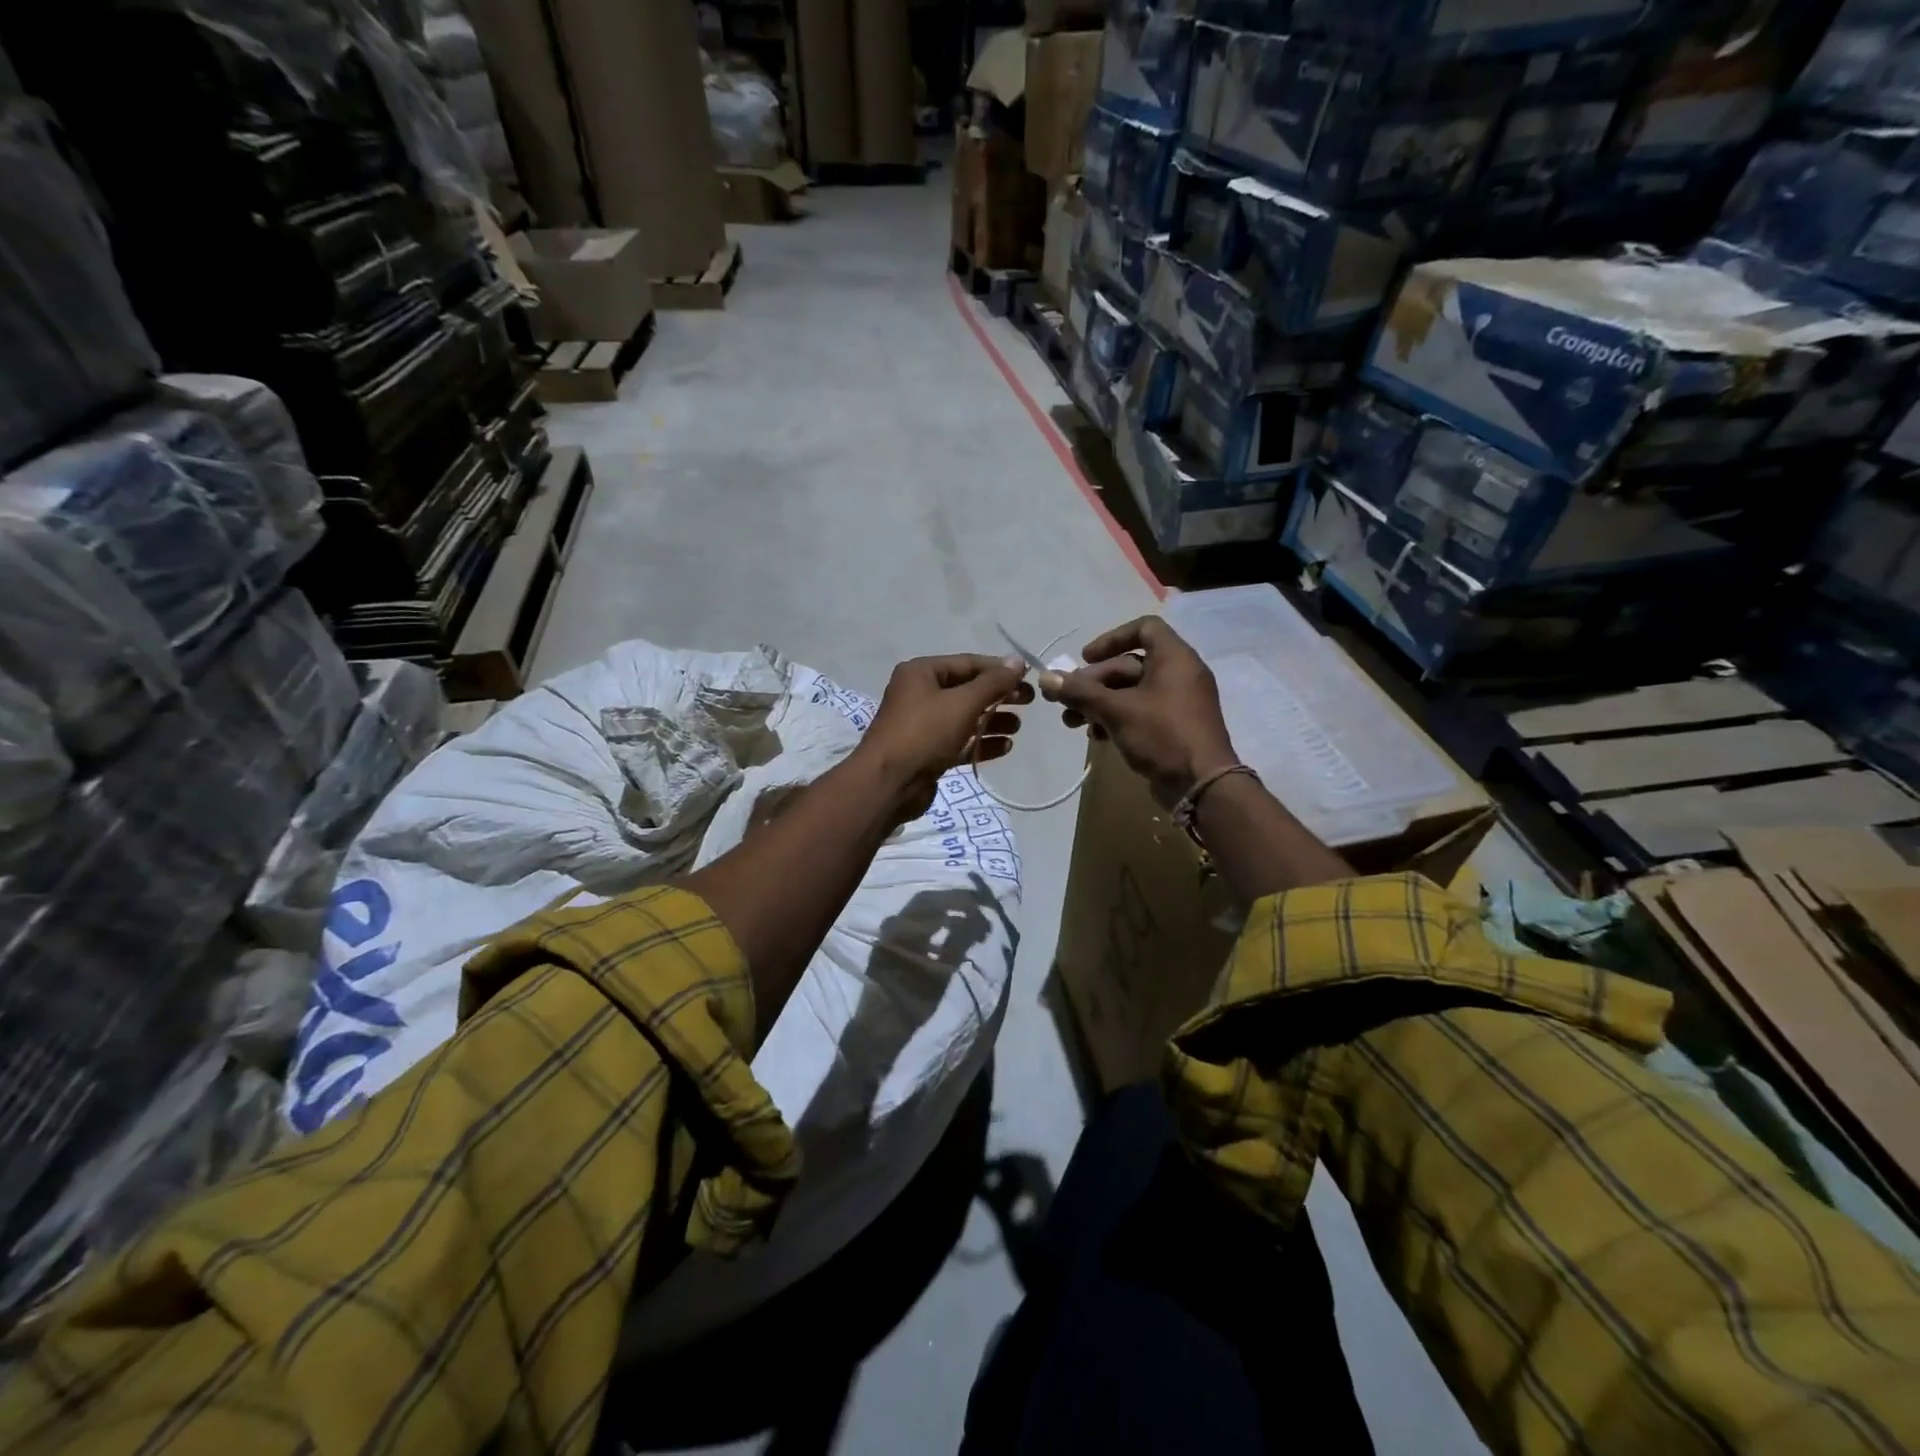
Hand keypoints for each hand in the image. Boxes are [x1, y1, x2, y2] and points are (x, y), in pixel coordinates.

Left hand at [857, 654, 1031, 819]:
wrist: (889, 784)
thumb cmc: (924, 733)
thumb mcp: (962, 703)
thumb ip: (993, 682)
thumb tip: (1018, 661)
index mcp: (922, 672)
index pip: (968, 663)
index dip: (999, 669)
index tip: (1029, 678)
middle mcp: (920, 694)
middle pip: (968, 690)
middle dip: (999, 695)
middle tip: (1029, 702)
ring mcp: (923, 724)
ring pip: (965, 717)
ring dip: (992, 720)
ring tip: (1017, 727)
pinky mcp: (928, 751)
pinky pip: (960, 741)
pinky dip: (981, 742)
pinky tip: (1005, 747)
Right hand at [1038, 617, 1237, 807]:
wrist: (1201, 786)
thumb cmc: (1162, 735)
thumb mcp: (1116, 710)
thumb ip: (1080, 692)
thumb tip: (1045, 678)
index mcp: (1174, 659)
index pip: (1144, 628)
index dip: (1112, 639)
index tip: (1085, 658)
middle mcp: (1178, 675)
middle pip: (1128, 665)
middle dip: (1093, 682)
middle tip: (1065, 700)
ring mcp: (1177, 703)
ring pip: (1130, 692)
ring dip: (1098, 703)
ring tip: (1071, 722)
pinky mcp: (1172, 728)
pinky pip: (1139, 713)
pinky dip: (1115, 719)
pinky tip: (1094, 736)